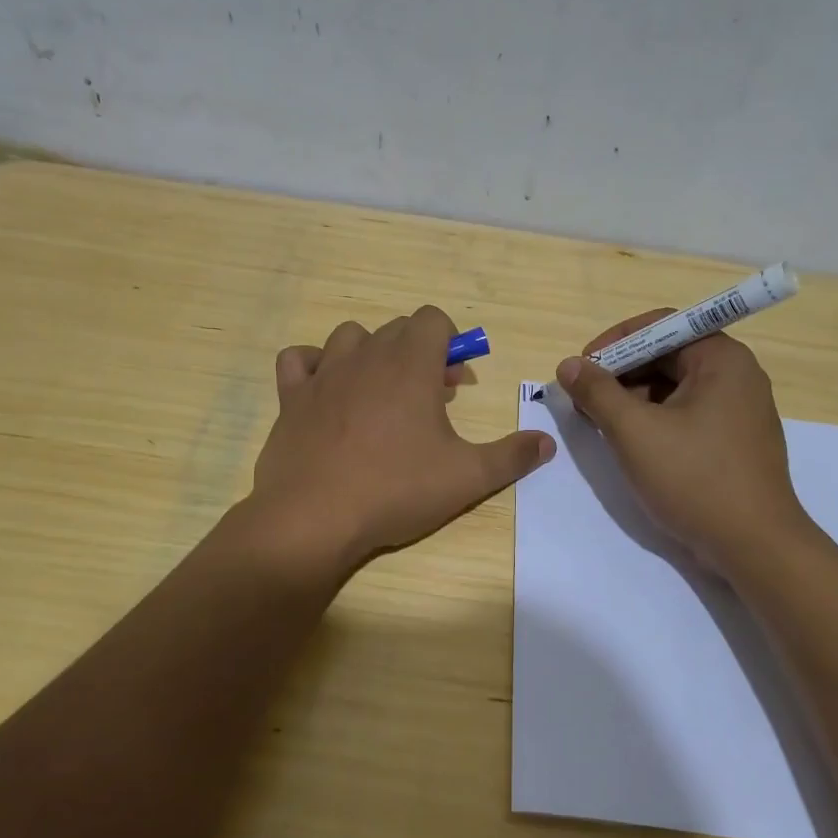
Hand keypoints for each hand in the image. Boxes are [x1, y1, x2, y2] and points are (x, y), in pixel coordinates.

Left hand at [249, 306, 553, 571]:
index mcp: (410, 365)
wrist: (314, 518)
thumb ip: (512, 456)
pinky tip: (326, 392)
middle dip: (420, 353)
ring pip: (350, 337)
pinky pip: (298, 360)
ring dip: (371, 354)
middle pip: (397, 329)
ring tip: (380, 395)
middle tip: (431, 401)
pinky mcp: (291, 397)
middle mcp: (366, 356)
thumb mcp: (467, 477)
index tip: (456, 383)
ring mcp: (324, 374)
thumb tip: (547, 442)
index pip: (433, 319)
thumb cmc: (395, 490)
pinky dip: (313, 365)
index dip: (451, 343)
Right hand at [557, 311, 809, 573]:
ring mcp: (738, 411)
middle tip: (584, 399)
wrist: (754, 547)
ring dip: (633, 399)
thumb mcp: (634, 431)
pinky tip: (630, 444)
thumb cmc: (694, 478)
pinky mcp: (734, 441)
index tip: (582, 367)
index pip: (661, 326)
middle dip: (621, 373)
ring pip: (674, 388)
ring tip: (600, 424)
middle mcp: (736, 376)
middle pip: (667, 356)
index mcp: (722, 359)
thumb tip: (569, 365)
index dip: (616, 342)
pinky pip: (686, 414)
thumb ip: (597, 392)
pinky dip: (654, 421)